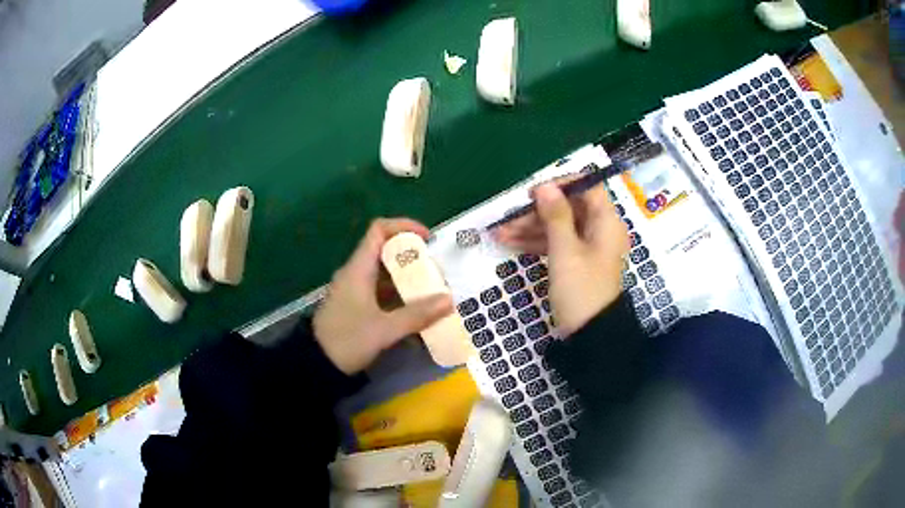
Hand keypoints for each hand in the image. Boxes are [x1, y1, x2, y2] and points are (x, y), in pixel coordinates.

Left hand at [313, 218, 453, 374]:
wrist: (317, 365)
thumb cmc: (347, 340)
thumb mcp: (384, 329)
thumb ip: (417, 315)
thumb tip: (449, 300)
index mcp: (358, 269)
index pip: (379, 230)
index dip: (404, 226)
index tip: (428, 239)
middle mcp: (356, 274)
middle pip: (386, 253)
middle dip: (414, 260)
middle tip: (437, 274)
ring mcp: (355, 291)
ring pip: (386, 276)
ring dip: (409, 282)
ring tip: (433, 294)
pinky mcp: (357, 307)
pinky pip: (382, 294)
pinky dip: (400, 299)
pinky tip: (418, 316)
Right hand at [495, 179, 628, 334]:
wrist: (589, 334)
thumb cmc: (581, 289)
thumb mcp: (565, 250)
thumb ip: (555, 215)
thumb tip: (544, 186)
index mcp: (606, 222)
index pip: (587, 187)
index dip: (561, 185)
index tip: (534, 192)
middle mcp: (598, 229)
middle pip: (567, 208)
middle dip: (536, 212)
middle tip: (507, 218)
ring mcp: (586, 247)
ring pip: (557, 227)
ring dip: (529, 228)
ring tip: (498, 233)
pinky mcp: (575, 261)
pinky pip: (555, 243)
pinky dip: (535, 243)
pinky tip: (509, 243)